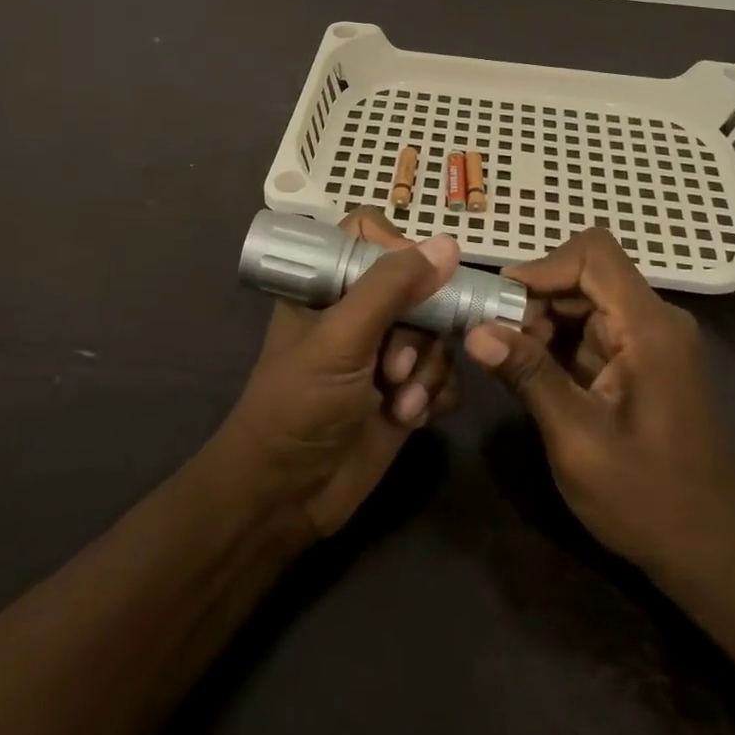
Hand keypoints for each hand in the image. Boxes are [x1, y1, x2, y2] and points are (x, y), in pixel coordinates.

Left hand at [218, 210, 462, 539]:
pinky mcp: (405, 391)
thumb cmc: (299, 404)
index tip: (412, 282)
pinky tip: (414, 417)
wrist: (286, 497)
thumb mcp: (341, 338)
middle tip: (394, 369)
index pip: (372, 236)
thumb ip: (392, 288)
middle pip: (418, 287)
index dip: (398, 251)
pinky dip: (437, 394)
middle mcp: (359, 311)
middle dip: (417, 332)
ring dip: (427, 371)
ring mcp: (385, 352)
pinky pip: (445, 372)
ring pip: (437, 333)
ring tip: (400, 404)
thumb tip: (448, 244)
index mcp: (328, 284)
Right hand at [463, 228, 734, 586]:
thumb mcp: (576, 438)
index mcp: (650, 328)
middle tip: (496, 340)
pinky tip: (536, 377)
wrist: (711, 556)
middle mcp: (656, 321)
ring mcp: (653, 341)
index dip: (542, 266)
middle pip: (586, 274)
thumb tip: (475, 330)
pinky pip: (594, 330)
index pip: (593, 254)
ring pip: (585, 301)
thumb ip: (528, 375)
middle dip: (535, 299)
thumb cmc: (646, 500)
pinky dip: (559, 343)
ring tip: (511, 363)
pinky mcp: (644, 362)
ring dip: (543, 322)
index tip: (500, 303)